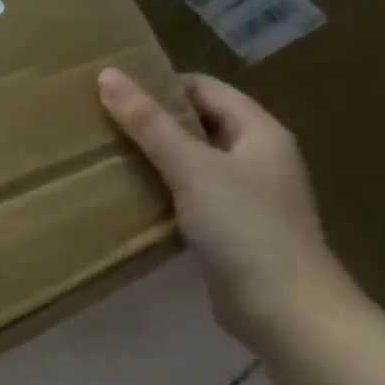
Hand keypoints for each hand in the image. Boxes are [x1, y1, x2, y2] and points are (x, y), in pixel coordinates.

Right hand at [97, 67, 356, 347]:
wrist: (284, 308)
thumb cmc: (243, 227)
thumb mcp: (191, 168)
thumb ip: (149, 123)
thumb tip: (107, 75)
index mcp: (259, 132)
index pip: (204, 88)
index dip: (160, 84)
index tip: (112, 92)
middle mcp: (256, 156)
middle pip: (197, 122)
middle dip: (152, 120)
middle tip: (100, 122)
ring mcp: (245, 193)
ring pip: (191, 159)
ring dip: (153, 155)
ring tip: (106, 155)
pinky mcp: (230, 225)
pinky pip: (189, 191)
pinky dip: (161, 187)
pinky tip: (130, 194)